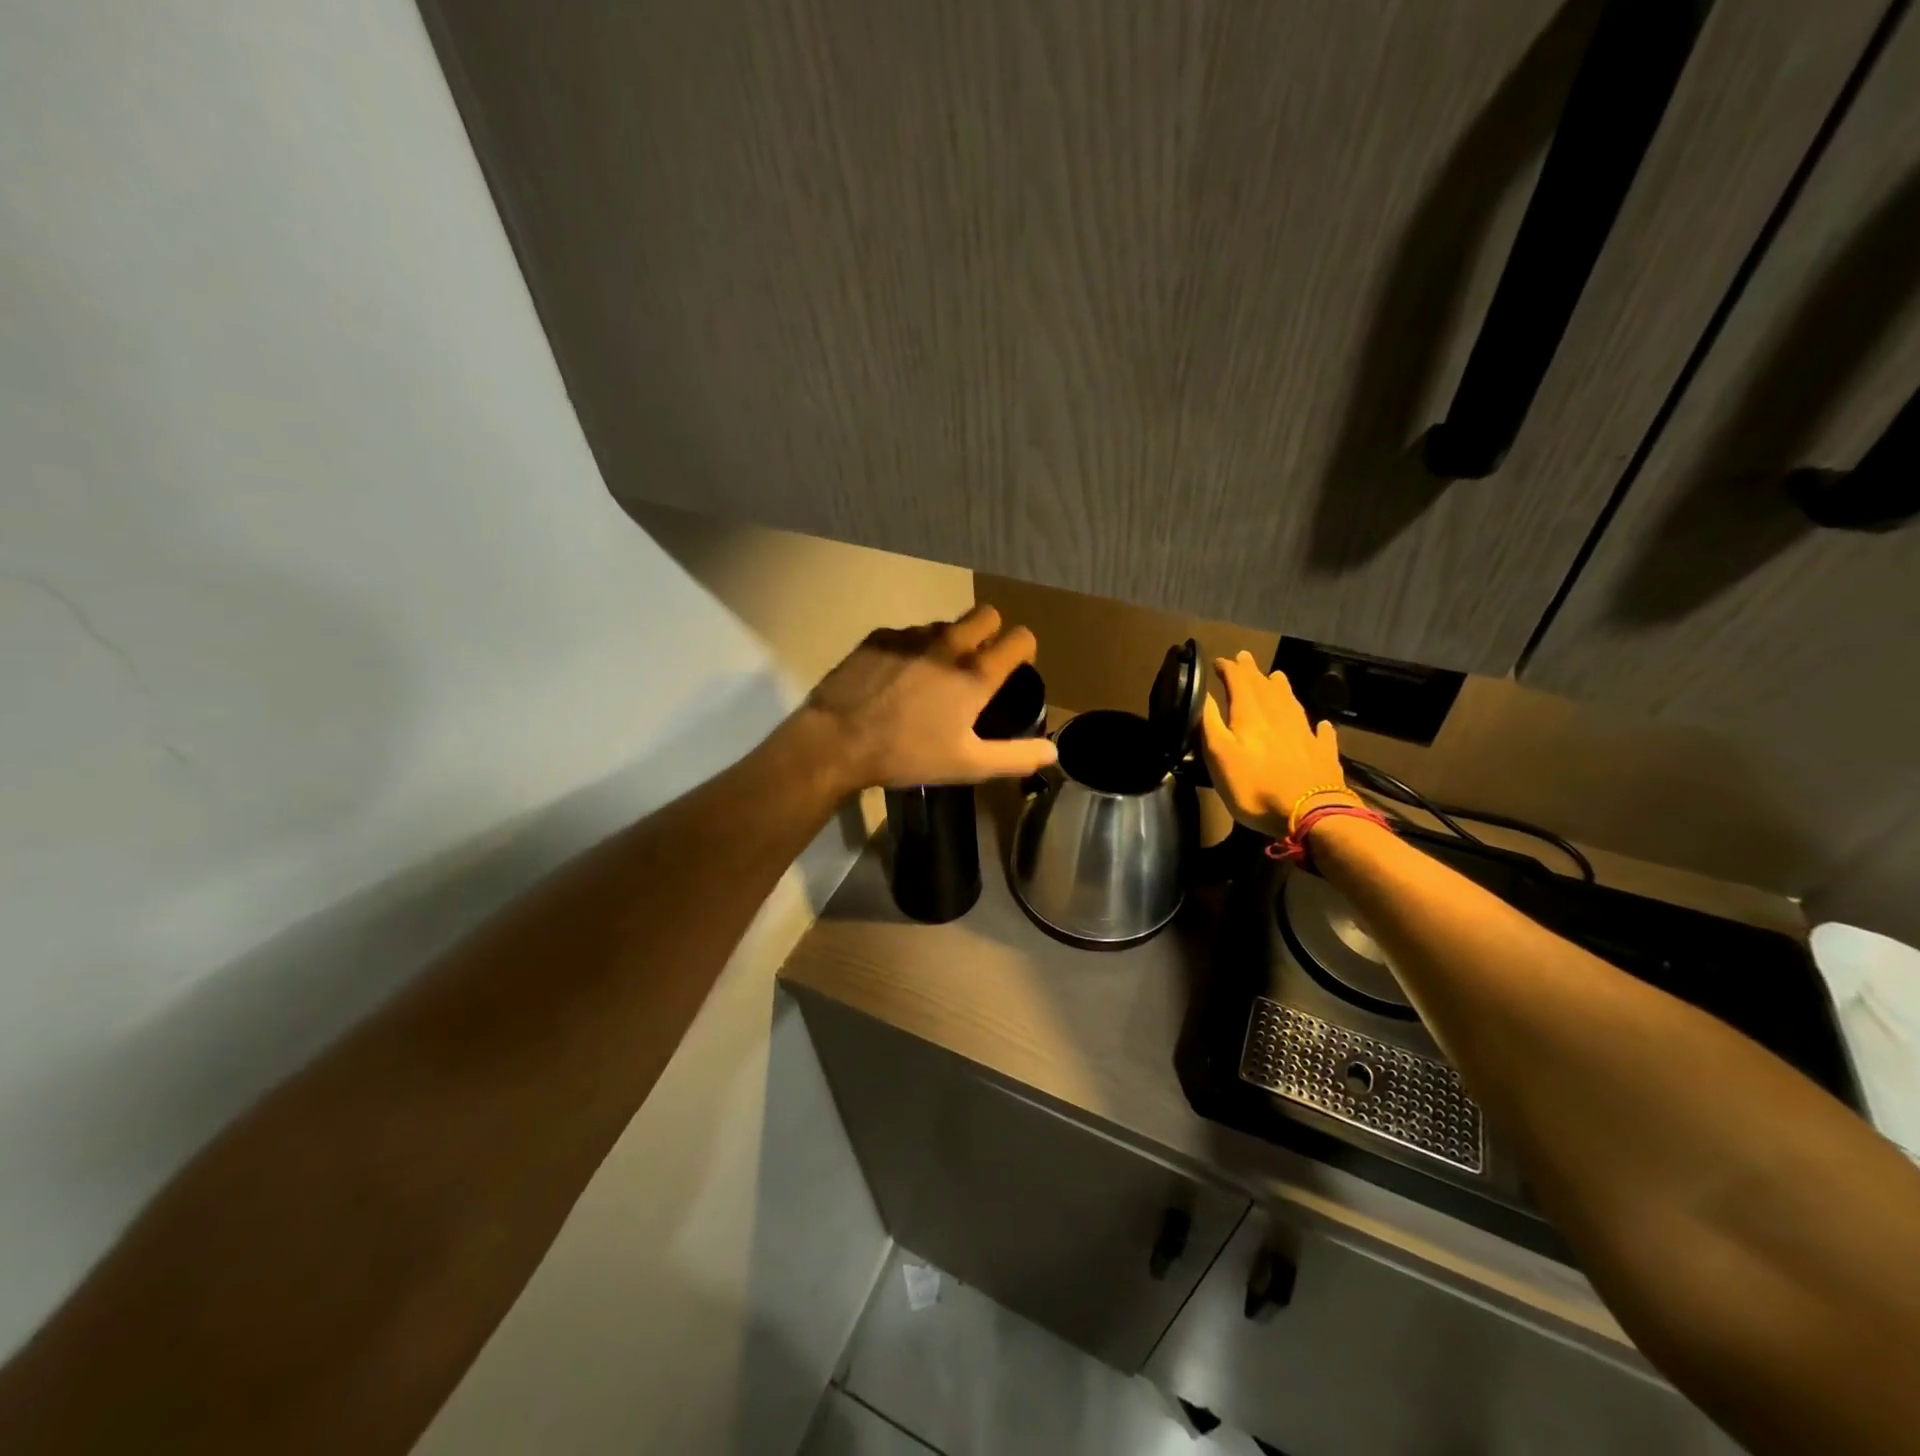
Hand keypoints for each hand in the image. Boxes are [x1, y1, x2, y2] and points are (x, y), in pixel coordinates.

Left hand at [800, 604, 1057, 790]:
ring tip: (933, 676)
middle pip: (986, 614)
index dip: (1023, 649)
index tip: (1015, 666)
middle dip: (990, 632)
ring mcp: (911, 636)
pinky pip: (908, 633)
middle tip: (978, 663)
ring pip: (945, 624)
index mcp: (975, 673)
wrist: (837, 741)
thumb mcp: (968, 765)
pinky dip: (912, 649)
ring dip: (949, 642)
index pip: (1020, 637)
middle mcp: (948, 644)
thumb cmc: (908, 755)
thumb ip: (1015, 757)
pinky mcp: (879, 636)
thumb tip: (1053, 753)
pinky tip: (897, 677)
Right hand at [1201, 651, 1347, 837]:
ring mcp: (1304, 733)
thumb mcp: (1219, 756)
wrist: (1311, 813)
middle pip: (1264, 686)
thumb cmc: (1255, 786)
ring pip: (1291, 702)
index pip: (1238, 681)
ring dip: (1281, 688)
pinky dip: (1317, 726)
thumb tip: (1203, 695)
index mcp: (1251, 713)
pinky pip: (1320, 732)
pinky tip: (1320, 725)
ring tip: (1276, 677)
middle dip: (1252, 671)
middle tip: (1244, 657)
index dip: (1228, 669)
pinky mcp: (1322, 753)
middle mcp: (1279, 715)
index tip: (1218, 662)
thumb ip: (1210, 724)